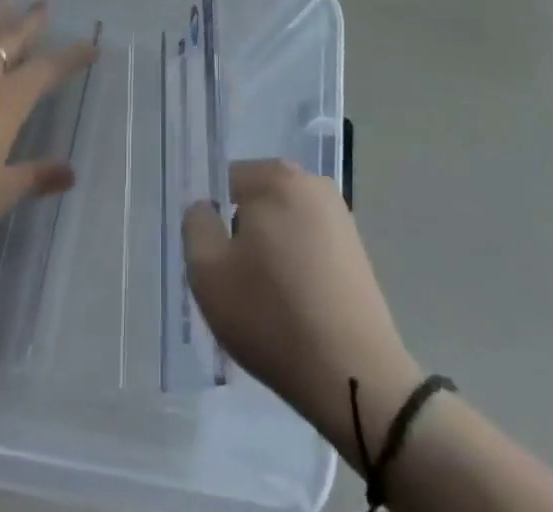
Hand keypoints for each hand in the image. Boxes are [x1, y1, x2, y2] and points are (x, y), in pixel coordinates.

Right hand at [183, 160, 418, 453]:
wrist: (354, 376)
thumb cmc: (272, 316)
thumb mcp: (207, 272)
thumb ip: (196, 225)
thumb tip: (207, 208)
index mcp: (276, 176)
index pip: (226, 183)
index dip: (215, 223)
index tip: (218, 264)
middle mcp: (312, 183)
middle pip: (257, 203)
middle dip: (244, 237)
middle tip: (239, 286)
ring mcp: (340, 217)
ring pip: (283, 227)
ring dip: (271, 255)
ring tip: (269, 304)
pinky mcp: (357, 251)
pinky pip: (309, 249)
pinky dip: (298, 271)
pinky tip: (297, 311)